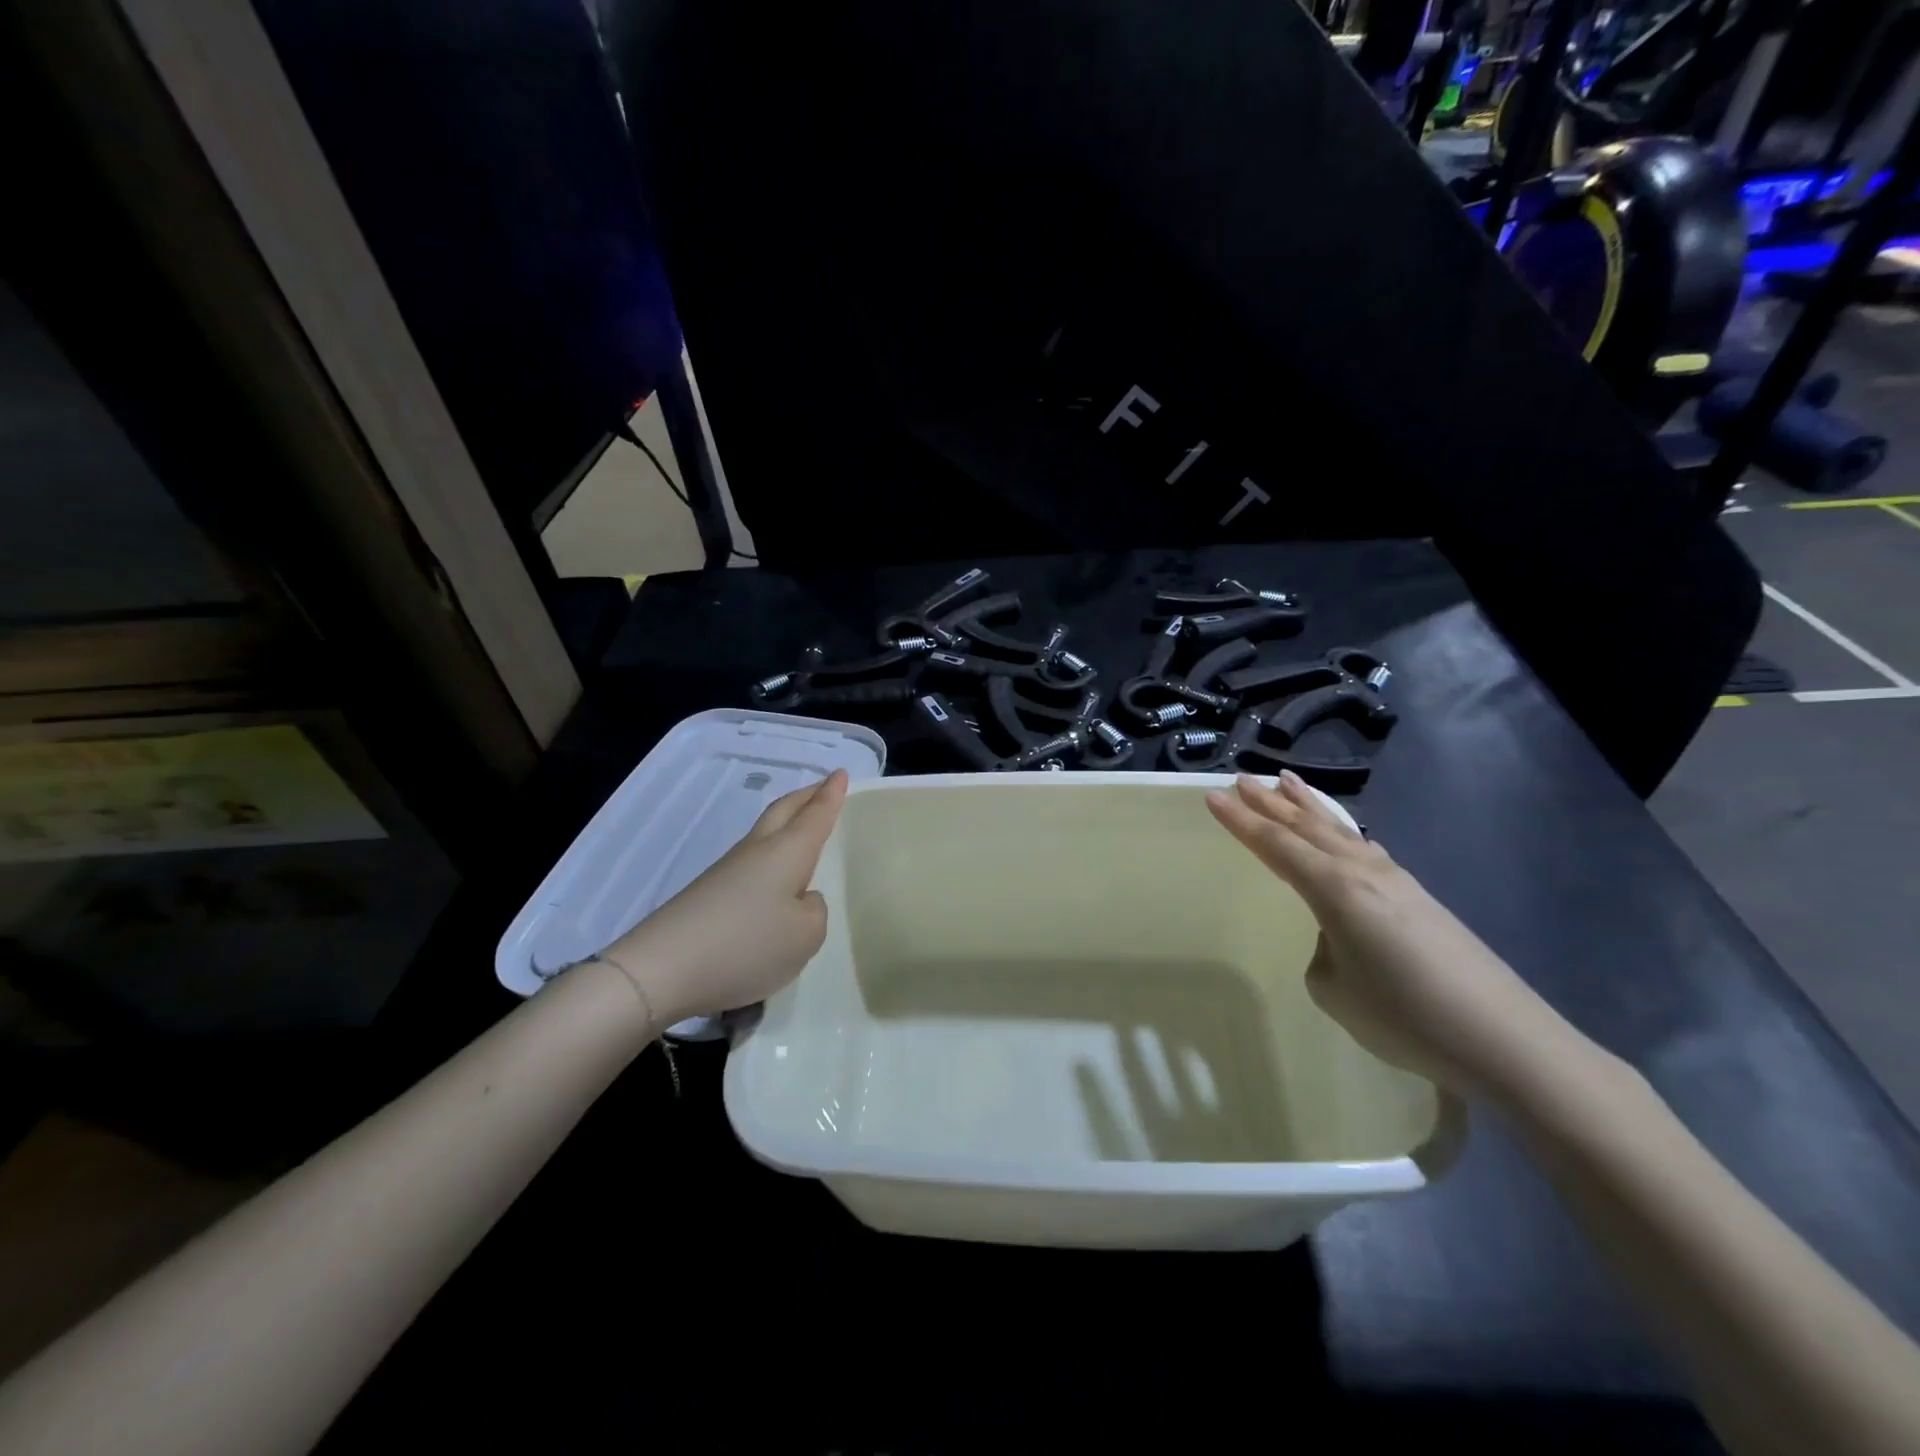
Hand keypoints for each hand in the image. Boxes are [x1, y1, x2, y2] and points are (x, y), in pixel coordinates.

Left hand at [601, 769, 847, 1024]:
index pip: (815, 815)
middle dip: (806, 797)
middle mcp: (757, 851)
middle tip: (824, 787)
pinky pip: (749, 863)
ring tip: (802, 828)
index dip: (831, 795)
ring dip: (786, 823)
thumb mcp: (805, 936)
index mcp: (786, 852)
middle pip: (783, 812)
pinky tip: (772, 877)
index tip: (841, 773)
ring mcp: (727, 871)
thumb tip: (799, 900)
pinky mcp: (707, 895)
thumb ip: (814, 912)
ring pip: (764, 834)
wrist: (661, 970)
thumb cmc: (746, 945)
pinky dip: (769, 856)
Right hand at [1205, 772, 1573, 1101]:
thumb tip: (1338, 940)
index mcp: (1334, 889)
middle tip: (1242, 779)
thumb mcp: (1335, 990)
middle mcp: (1363, 872)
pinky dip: (1340, 831)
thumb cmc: (1406, 1016)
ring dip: (1307, 807)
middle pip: (1306, 826)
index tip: (1211, 796)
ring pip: (1339, 831)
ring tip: (1285, 782)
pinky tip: (1342, 833)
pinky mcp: (1419, 898)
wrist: (1507, 1041)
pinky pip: (1364, 848)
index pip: (1275, 845)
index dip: (1240, 821)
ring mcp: (1396, 881)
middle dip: (1270, 802)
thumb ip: (1323, 952)